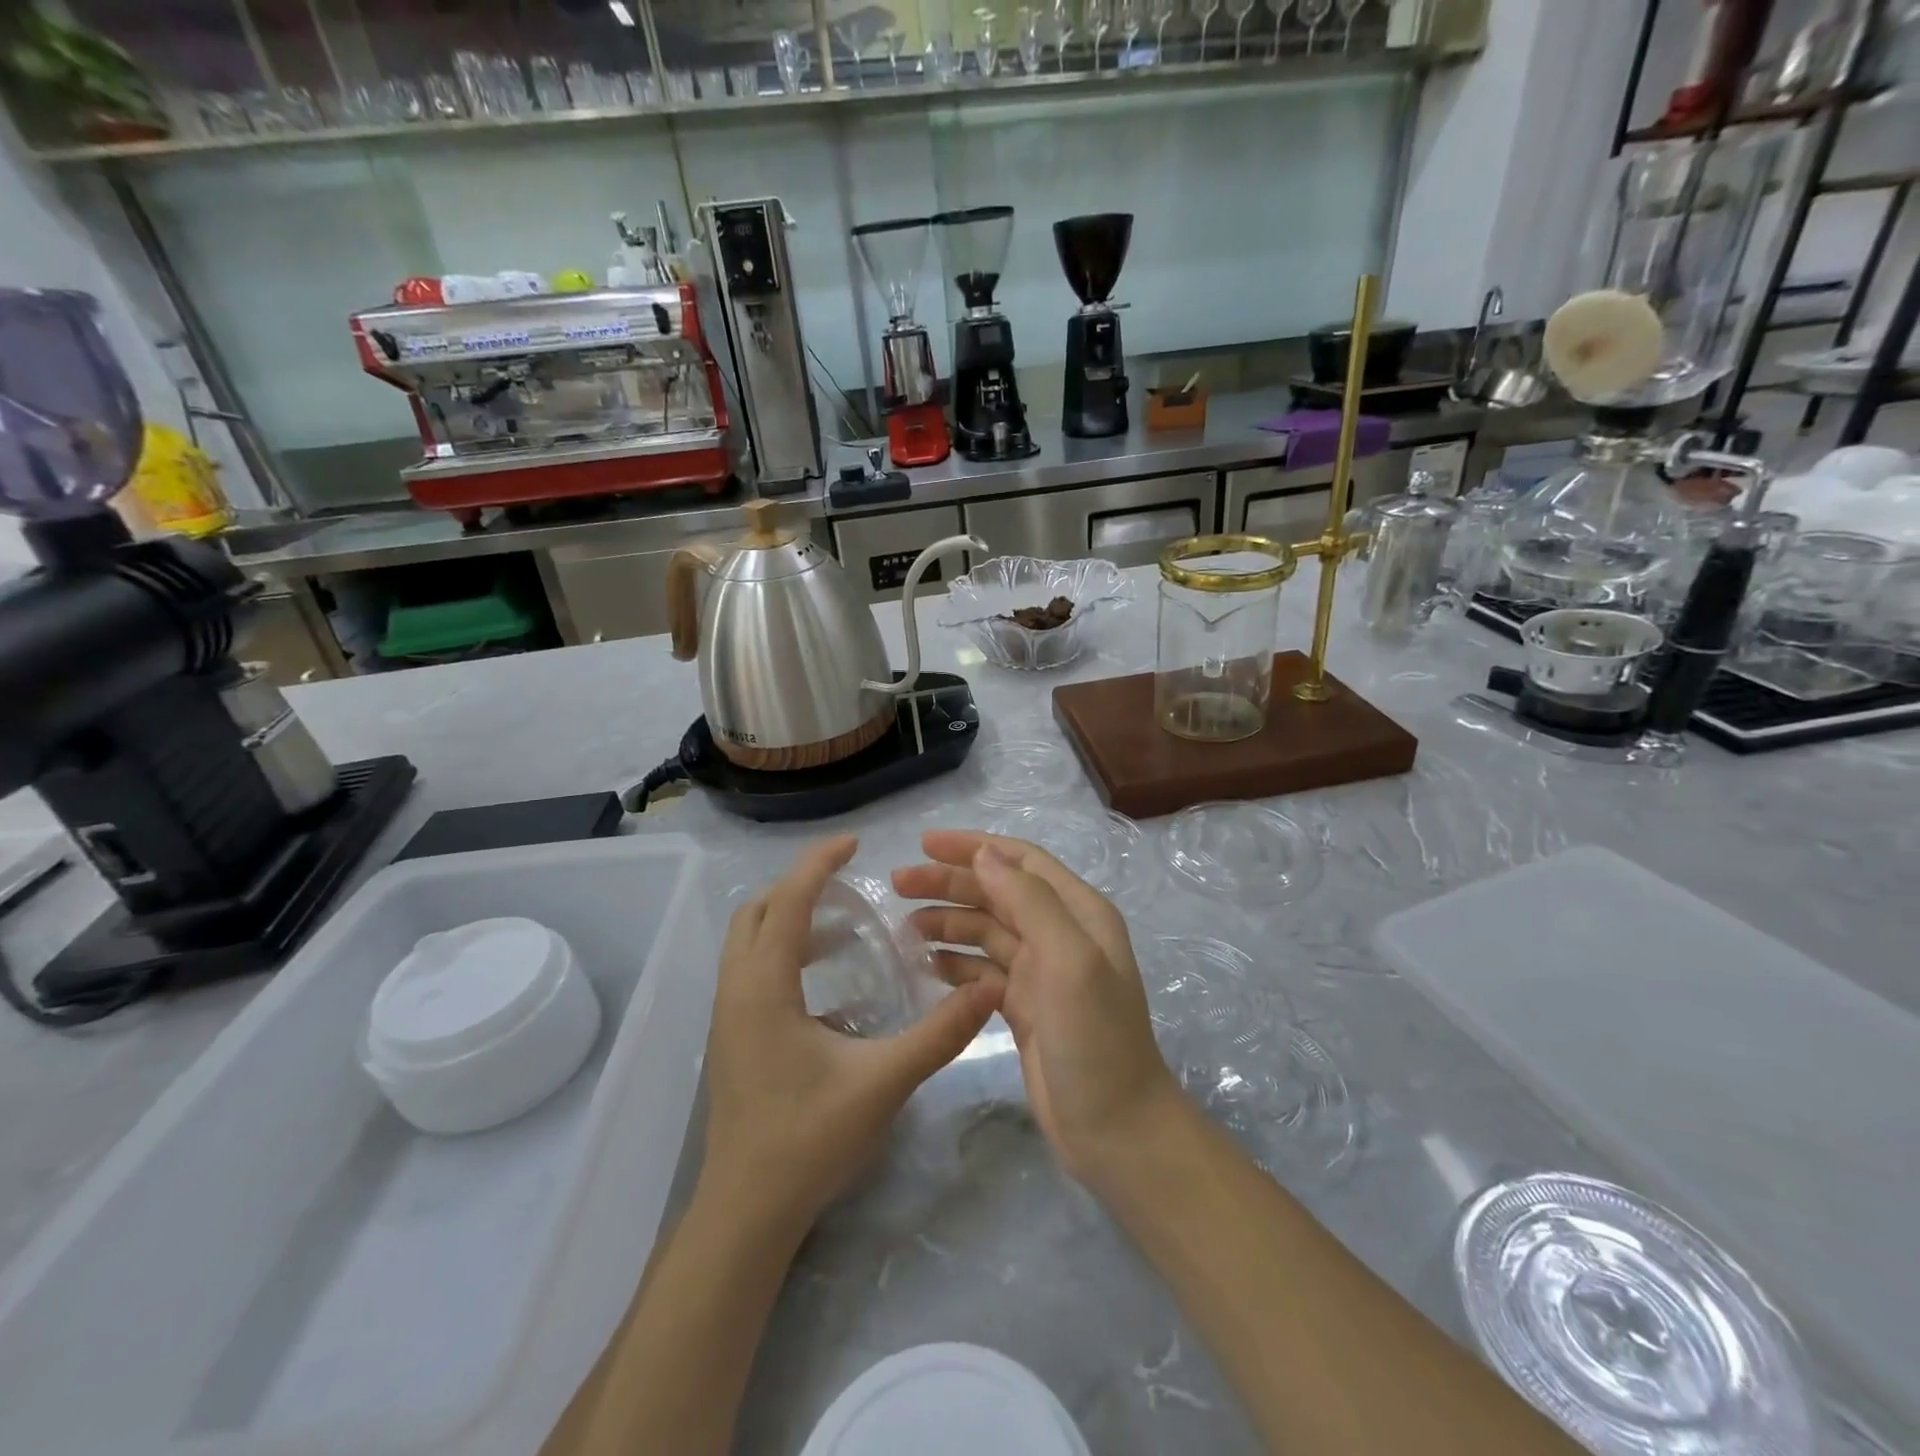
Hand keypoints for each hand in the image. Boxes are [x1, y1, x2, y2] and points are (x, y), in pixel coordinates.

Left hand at [701, 835, 1004, 1231]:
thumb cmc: (808, 1142)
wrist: (746, 1215)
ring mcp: (727, 1016)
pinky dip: (784, 954)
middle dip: (799, 887)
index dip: (818, 864)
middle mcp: (736, 991)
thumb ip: (939, 1034)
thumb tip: (987, 988)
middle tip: (850, 886)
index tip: (855, 842)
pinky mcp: (732, 1038)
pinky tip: (828, 984)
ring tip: (843, 928)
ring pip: (749, 943)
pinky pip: (752, 972)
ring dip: (790, 921)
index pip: (787, 902)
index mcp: (764, 988)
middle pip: (757, 913)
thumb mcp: (882, 1083)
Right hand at [894, 831, 1180, 1186]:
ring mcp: (1042, 972)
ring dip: (948, 921)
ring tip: (905, 926)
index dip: (973, 847)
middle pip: (998, 892)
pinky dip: (955, 961)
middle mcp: (1061, 934)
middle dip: (950, 883)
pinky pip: (982, 969)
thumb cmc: (1095, 1040)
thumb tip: (985, 853)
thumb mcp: (1069, 961)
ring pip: (986, 930)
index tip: (924, 844)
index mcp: (1079, 913)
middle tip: (898, 884)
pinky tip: (926, 964)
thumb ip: (1030, 901)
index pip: (1021, 861)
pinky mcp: (1024, 1006)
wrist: (1116, 1132)